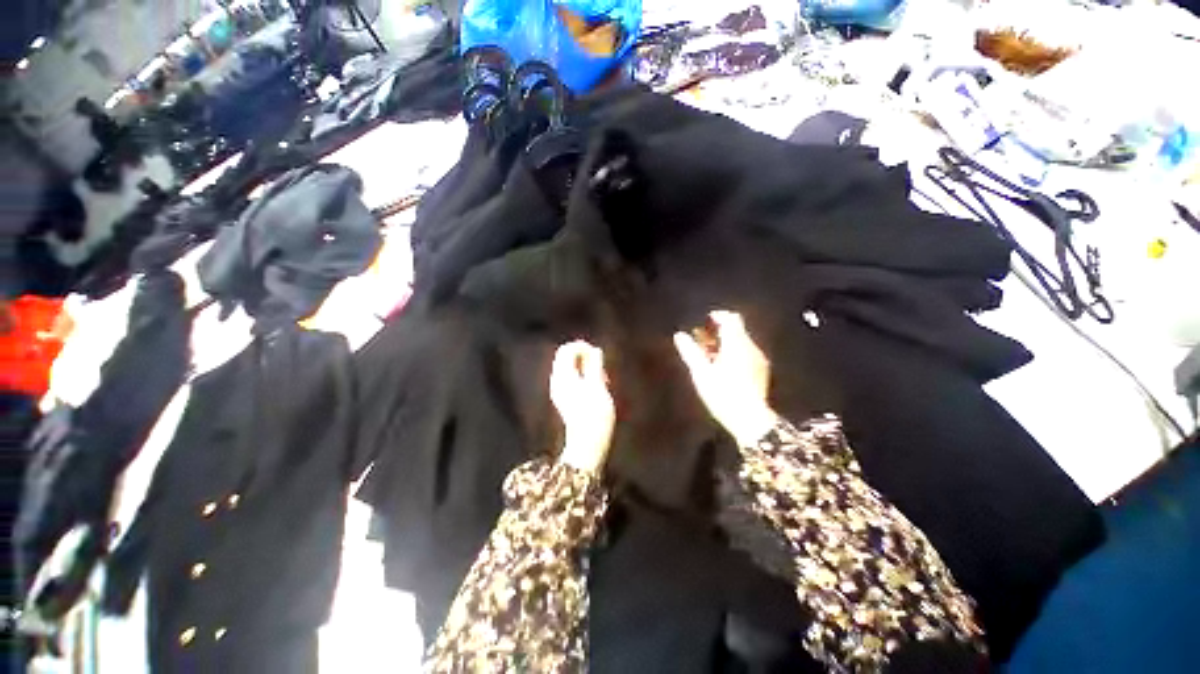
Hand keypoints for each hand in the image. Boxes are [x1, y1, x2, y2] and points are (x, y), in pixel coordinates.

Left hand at [550, 340, 615, 472]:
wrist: (587, 443)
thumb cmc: (595, 414)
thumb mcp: (598, 387)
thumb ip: (595, 366)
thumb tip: (596, 350)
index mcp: (564, 376)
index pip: (566, 349)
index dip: (582, 346)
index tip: (598, 354)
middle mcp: (557, 381)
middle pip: (566, 357)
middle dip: (584, 357)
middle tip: (601, 368)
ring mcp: (559, 390)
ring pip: (570, 367)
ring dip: (586, 367)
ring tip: (602, 379)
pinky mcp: (564, 398)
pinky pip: (572, 378)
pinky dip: (583, 376)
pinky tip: (596, 387)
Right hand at [674, 310, 777, 446]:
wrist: (750, 419)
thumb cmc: (722, 393)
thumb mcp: (701, 373)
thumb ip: (690, 351)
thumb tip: (679, 335)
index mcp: (736, 344)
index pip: (731, 319)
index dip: (718, 316)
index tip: (706, 320)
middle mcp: (750, 347)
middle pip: (736, 329)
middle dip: (719, 330)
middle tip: (702, 338)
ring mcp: (758, 359)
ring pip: (741, 341)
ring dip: (725, 342)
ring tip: (709, 353)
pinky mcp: (761, 371)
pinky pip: (746, 352)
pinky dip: (734, 352)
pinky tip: (723, 366)